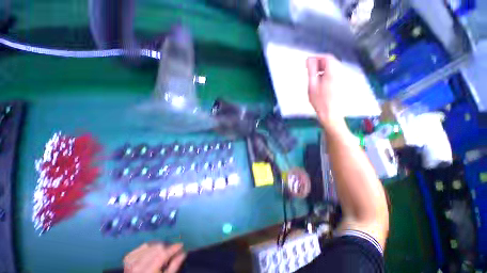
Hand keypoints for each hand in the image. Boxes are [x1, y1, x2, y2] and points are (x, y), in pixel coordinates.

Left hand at [124, 243, 185, 272]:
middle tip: (171, 252)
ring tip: (160, 254)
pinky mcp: (128, 257)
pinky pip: (143, 246)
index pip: (163, 255)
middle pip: (158, 247)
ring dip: (158, 248)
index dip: (173, 248)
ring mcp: (131, 261)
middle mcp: (137, 265)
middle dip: (166, 248)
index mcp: (147, 272)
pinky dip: (150, 248)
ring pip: (151, 244)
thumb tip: (183, 253)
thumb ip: (174, 266)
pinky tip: (151, 254)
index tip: (181, 244)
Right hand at [306, 55, 345, 131]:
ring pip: (332, 67)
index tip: (308, 61)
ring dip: (322, 68)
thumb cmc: (319, 100)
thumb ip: (311, 70)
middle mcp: (340, 72)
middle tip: (309, 68)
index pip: (326, 57)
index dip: (316, 57)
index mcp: (332, 71)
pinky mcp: (341, 82)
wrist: (330, 112)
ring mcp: (342, 77)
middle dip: (319, 62)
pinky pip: (334, 73)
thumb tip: (309, 59)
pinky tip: (320, 81)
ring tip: (313, 75)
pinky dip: (326, 73)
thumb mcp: (312, 85)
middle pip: (330, 61)